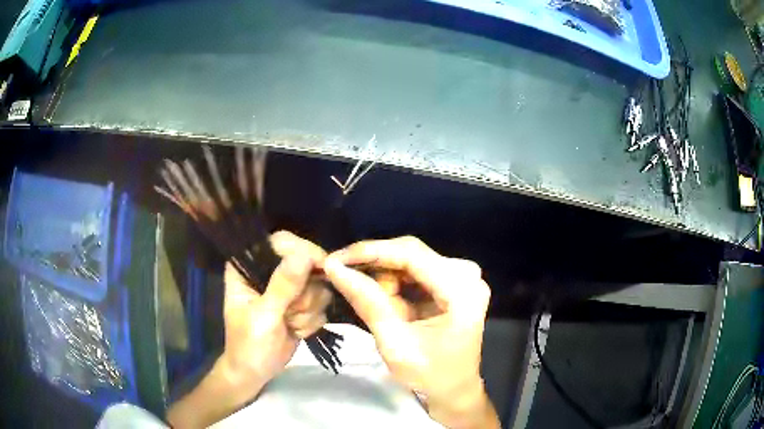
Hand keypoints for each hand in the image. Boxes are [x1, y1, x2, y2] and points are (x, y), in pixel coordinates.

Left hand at [169, 231, 329, 427]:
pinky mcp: (301, 305)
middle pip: (305, 262)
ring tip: (289, 326)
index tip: (321, 268)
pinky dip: (311, 322)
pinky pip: (321, 303)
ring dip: (307, 311)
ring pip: (317, 285)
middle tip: (290, 314)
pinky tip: (295, 332)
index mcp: (248, 266)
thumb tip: (305, 255)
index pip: (280, 242)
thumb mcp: (264, 316)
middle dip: (304, 294)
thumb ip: (283, 286)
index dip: (302, 251)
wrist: (256, 372)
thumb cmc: (249, 344)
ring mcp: (287, 289)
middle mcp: (268, 271)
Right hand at [323, 236, 498, 428]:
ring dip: (384, 277)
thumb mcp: (394, 343)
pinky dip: (394, 282)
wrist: (454, 390)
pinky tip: (383, 299)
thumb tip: (334, 267)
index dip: (370, 252)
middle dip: (375, 265)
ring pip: (410, 260)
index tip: (335, 258)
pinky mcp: (454, 282)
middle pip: (411, 253)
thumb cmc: (429, 375)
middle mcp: (467, 275)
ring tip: (368, 300)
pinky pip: (416, 271)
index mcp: (462, 290)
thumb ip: (367, 302)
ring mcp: (463, 277)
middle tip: (343, 277)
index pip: (411, 255)